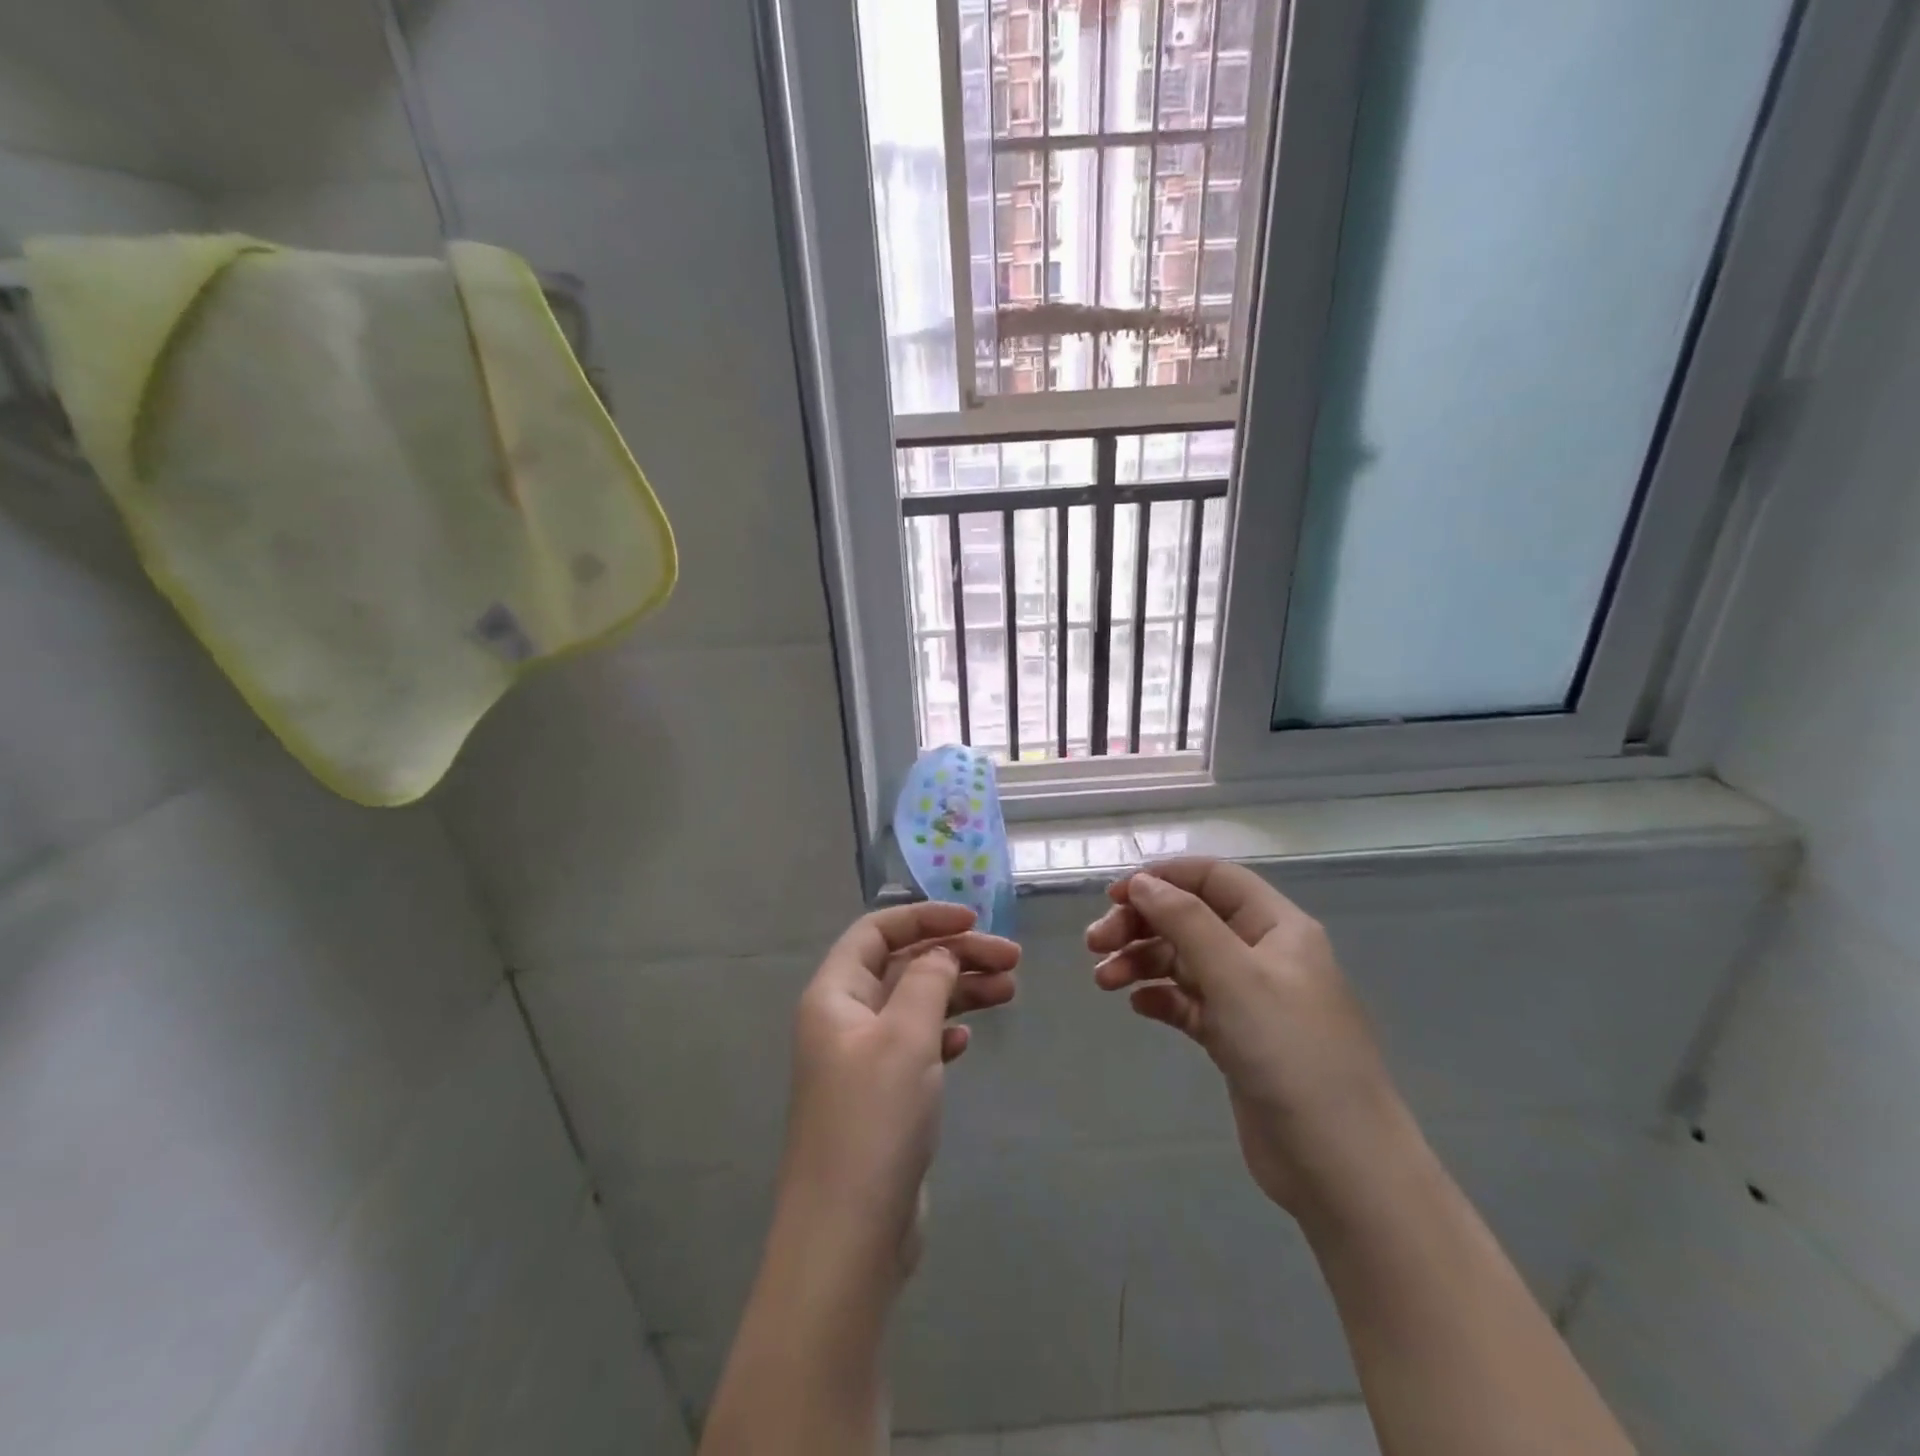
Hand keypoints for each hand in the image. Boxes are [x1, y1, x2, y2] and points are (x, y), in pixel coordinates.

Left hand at [776, 901, 1019, 1293]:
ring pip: (915, 1005)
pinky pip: (916, 1045)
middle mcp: (843, 1020)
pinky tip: (969, 1040)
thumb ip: (928, 981)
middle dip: (954, 955)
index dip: (924, 917)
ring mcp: (862, 1061)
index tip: (974, 919)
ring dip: (959, 992)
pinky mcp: (882, 1098)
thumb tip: (941, 951)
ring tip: (1010, 989)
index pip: (877, 932)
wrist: (849, 1236)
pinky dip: (944, 1033)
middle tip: (1012, 959)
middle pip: (902, 966)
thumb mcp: (905, 1036)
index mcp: (834, 995)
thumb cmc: (874, 1120)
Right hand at [1086, 858, 1410, 1220]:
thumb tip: (1142, 881)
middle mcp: (1263, 954)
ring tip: (1103, 981)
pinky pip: (1188, 1003)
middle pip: (1191, 919)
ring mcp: (1249, 999)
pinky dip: (1160, 998)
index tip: (1114, 895)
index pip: (1214, 878)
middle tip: (1095, 943)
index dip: (1163, 877)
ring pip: (1184, 961)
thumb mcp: (1235, 975)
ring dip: (1141, 962)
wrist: (1338, 1164)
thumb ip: (1185, 921)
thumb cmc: (1289, 1052)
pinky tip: (1138, 1006)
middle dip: (1141, 924)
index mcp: (1276, 926)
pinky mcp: (1236, 1040)